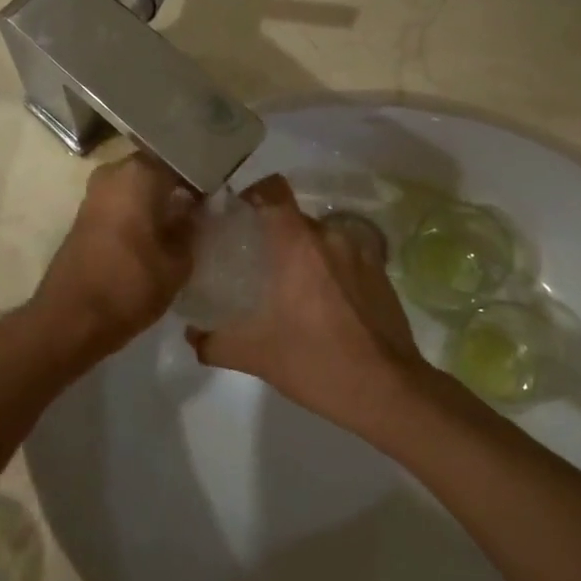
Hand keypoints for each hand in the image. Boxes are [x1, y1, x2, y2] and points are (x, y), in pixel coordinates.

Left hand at [28, 153, 197, 363]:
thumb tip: (197, 210)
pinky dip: (141, 211)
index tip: (222, 193)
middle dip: (181, 185)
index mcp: (140, 173)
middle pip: (158, 170)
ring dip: (160, 199)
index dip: (205, 176)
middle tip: (207, 206)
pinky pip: (123, 202)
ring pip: (139, 186)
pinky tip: (160, 231)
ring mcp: (96, 192)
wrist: (70, 320)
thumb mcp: (177, 262)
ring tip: (187, 220)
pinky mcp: (86, 215)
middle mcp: (114, 172)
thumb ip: (192, 229)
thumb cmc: (130, 286)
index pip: (183, 161)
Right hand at [187, 175, 429, 437]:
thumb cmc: (317, 363)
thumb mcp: (256, 356)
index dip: (252, 193)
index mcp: (298, 244)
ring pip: (321, 238)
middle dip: (272, 233)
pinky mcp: (381, 272)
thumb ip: (214, 342)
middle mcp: (331, 237)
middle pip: (293, 218)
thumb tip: (191, 334)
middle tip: (253, 262)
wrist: (388, 391)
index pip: (272, 190)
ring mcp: (361, 252)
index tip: (235, 214)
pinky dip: (329, 269)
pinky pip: (345, 256)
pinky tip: (322, 303)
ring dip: (303, 254)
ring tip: (288, 286)